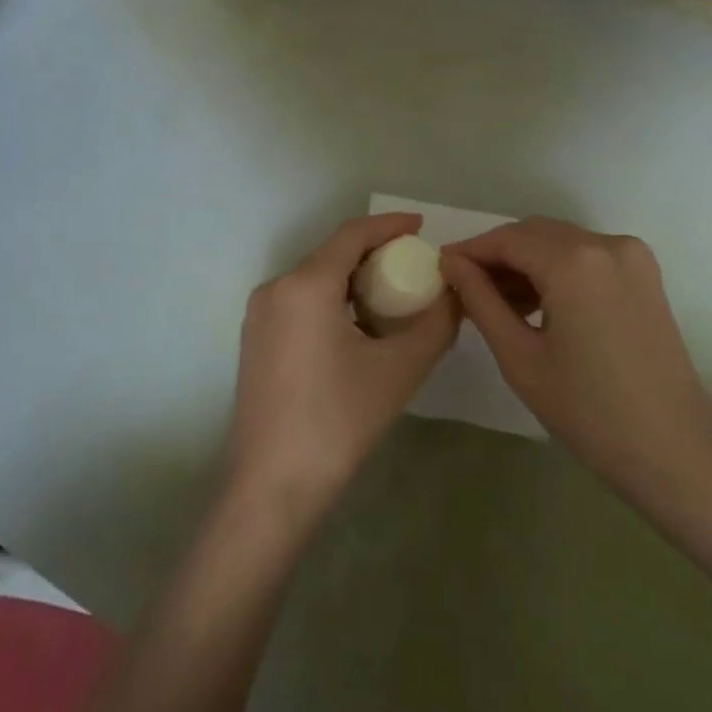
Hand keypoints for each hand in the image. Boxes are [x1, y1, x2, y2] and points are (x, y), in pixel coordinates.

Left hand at [223, 213, 458, 529]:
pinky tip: (358, 326)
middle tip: (414, 267)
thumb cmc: (338, 422)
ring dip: (353, 279)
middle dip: (374, 254)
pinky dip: (332, 299)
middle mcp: (275, 288)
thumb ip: (436, 324)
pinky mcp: (256, 340)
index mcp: (305, 285)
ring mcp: (259, 315)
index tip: (421, 227)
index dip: (389, 225)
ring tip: (393, 296)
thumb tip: (456, 295)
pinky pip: (300, 301)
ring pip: (314, 279)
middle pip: (331, 254)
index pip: (352, 234)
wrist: (272, 487)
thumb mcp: (399, 370)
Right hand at [441, 218, 711, 522]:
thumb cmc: (588, 411)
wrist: (674, 449)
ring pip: (560, 242)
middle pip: (534, 233)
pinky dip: (557, 268)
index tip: (441, 269)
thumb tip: (451, 264)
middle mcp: (605, 243)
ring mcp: (631, 255)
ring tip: (498, 301)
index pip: (507, 239)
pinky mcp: (644, 272)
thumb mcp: (520, 356)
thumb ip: (480, 300)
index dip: (470, 251)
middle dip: (497, 255)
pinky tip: (538, 303)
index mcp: (574, 261)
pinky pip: (586, 255)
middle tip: (466, 289)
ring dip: (527, 261)